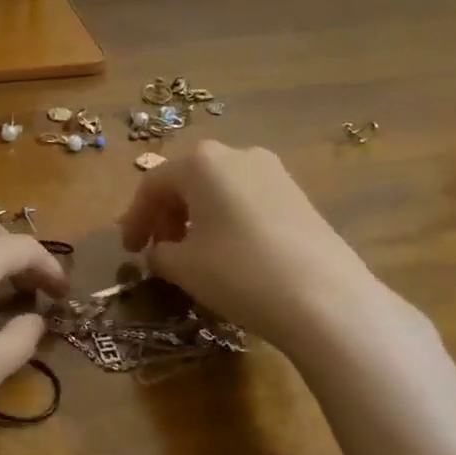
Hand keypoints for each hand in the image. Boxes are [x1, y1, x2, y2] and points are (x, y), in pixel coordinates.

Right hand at [118, 141, 381, 345]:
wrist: (327, 300)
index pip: (152, 184)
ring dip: (196, 217)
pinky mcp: (298, 196)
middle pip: (187, 180)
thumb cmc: (239, 273)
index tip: (128, 251)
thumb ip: (159, 253)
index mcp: (201, 162)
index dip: (134, 218)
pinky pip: (246, 200)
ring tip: (191, 254)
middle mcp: (237, 154)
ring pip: (219, 189)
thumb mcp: (183, 267)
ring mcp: (273, 172)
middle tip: (157, 249)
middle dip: (166, 214)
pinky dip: (226, 220)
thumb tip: (160, 251)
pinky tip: (228, 253)